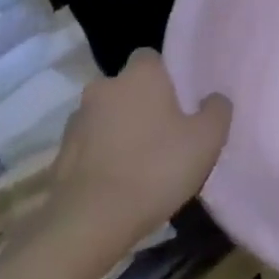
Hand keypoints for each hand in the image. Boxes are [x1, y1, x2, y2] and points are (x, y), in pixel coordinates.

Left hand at [42, 49, 231, 256]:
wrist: (92, 220)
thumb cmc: (157, 168)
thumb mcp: (207, 140)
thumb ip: (217, 110)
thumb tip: (214, 98)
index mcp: (139, 76)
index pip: (151, 57)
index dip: (167, 75)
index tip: (182, 100)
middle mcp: (103, 87)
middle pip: (128, 87)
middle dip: (143, 103)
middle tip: (167, 132)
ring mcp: (76, 120)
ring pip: (107, 115)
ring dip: (121, 129)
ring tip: (142, 161)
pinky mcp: (61, 153)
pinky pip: (90, 144)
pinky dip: (103, 154)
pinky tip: (119, 180)